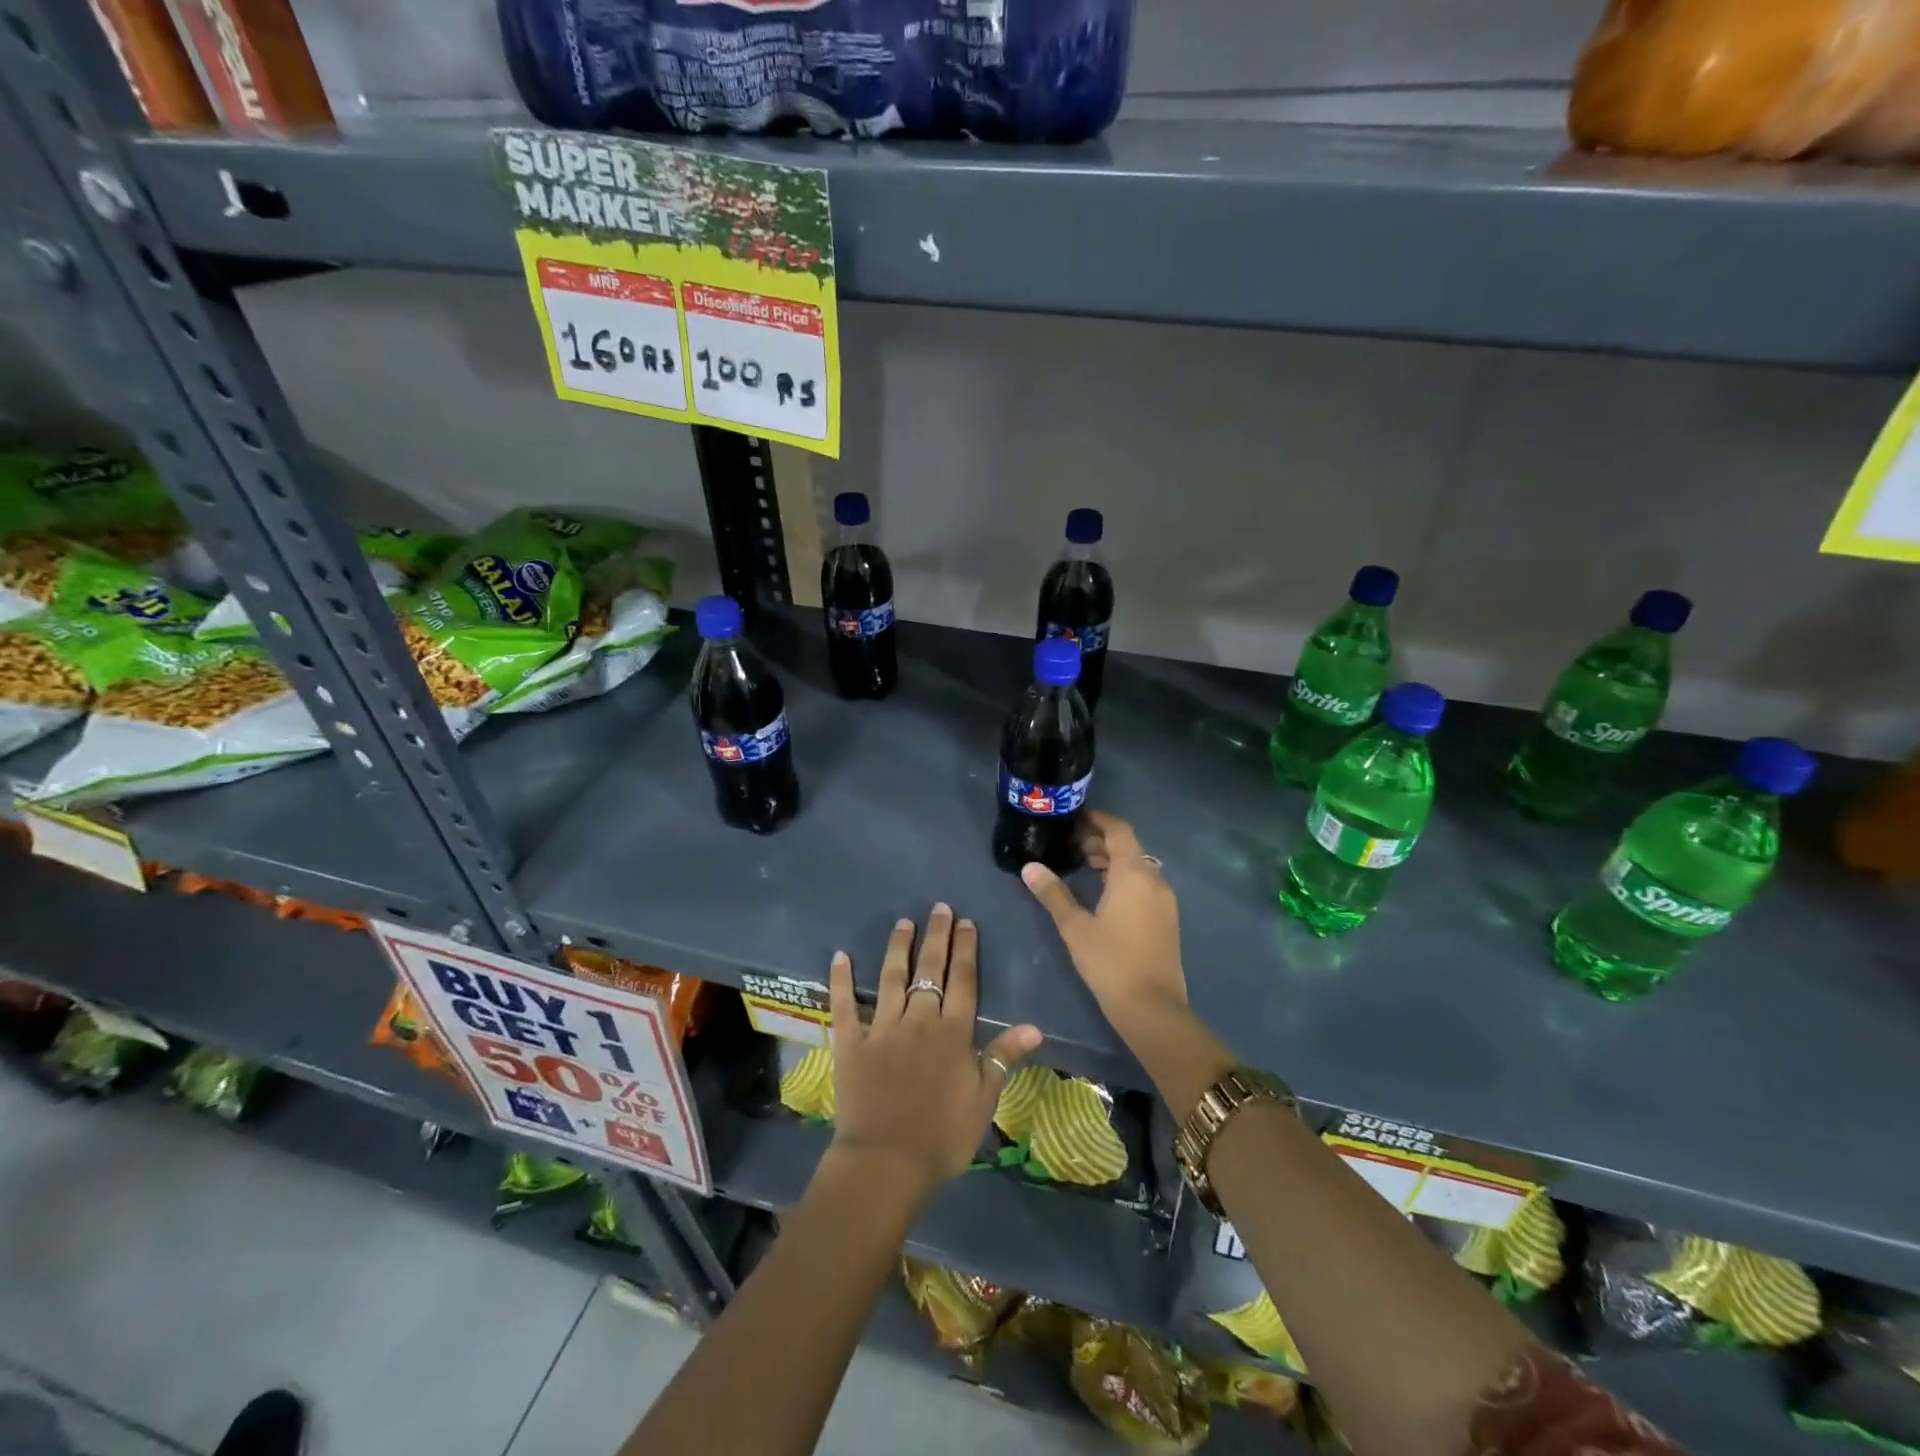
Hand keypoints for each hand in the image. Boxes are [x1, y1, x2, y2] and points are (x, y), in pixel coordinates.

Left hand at [826, 904, 1041, 1203]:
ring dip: (898, 948)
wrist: (886, 1163)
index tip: (966, 922)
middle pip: (930, 970)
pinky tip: (840, 956)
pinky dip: (841, 979)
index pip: (963, 981)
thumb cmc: (942, 1137)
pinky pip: (844, 1005)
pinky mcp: (851, 1042)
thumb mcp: (984, 1101)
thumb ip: (1004, 1057)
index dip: (965, 949)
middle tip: (939, 908)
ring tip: (903, 922)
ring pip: (891, 977)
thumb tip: (1034, 1027)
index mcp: (952, 1033)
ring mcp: (882, 1028)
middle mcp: (918, 1020)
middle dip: (936, 937)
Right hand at [1020, 811, 1186, 1021]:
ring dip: (1112, 861)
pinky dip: (1124, 879)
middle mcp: (1154, 879)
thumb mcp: (1075, 926)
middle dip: (1101, 841)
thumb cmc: (1110, 962)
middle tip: (1071, 845)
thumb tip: (1030, 867)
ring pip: (1138, 866)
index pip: (1119, 830)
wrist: (1152, 1007)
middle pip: (1129, 846)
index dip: (1097, 819)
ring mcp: (1164, 900)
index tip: (1074, 818)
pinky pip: (1145, 884)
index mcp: (1133, 874)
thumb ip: (1053, 893)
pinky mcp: (1167, 918)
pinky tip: (1103, 894)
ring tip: (1082, 866)